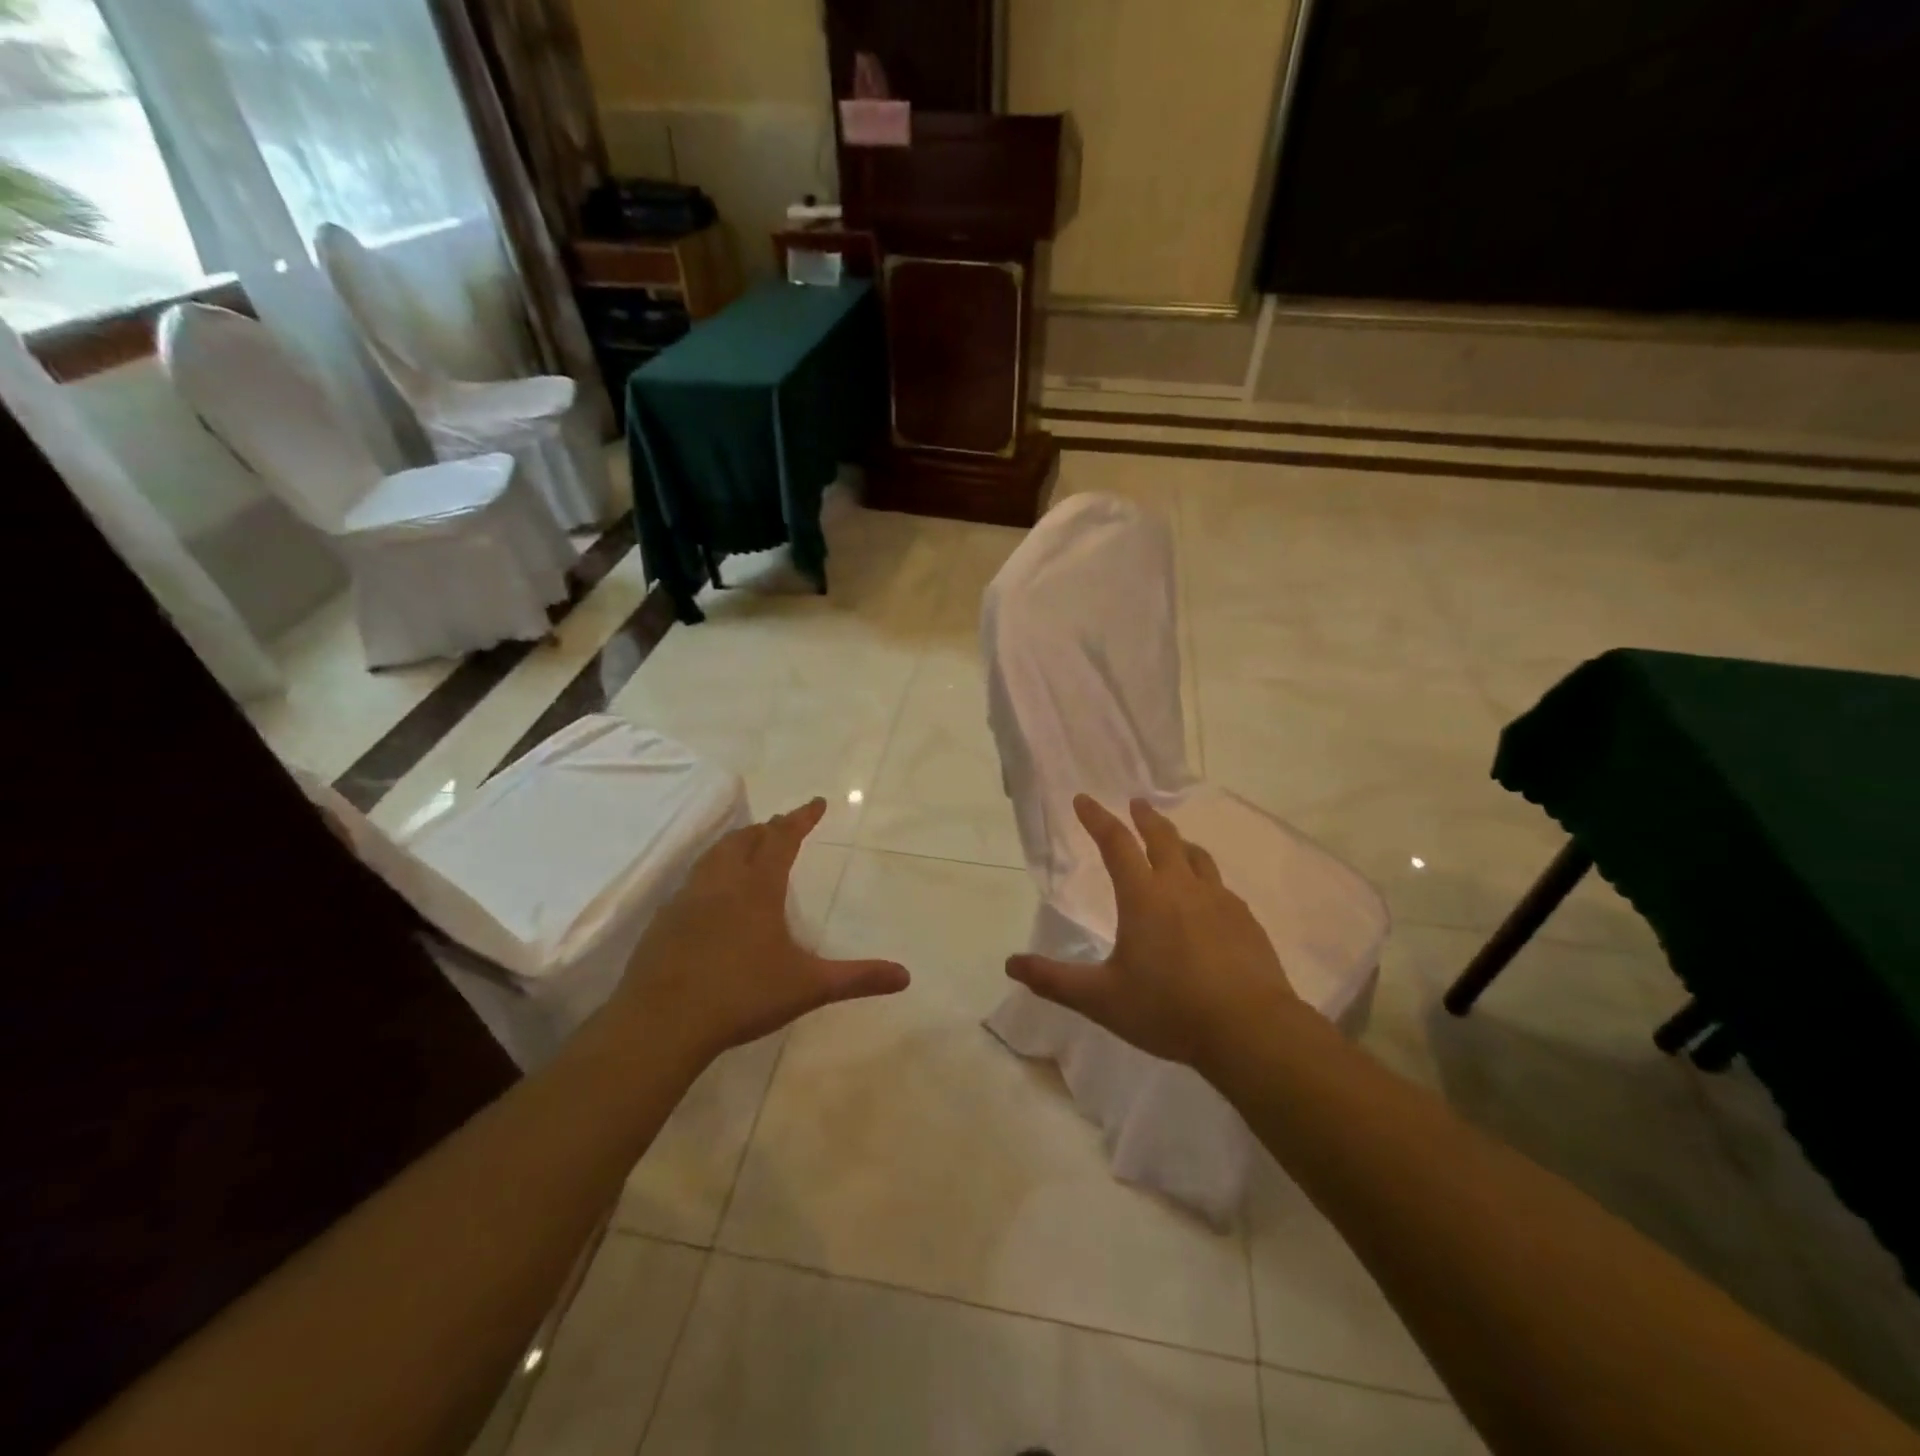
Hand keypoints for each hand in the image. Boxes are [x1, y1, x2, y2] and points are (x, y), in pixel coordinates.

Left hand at [611, 798, 909, 1065]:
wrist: (661, 1023)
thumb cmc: (742, 996)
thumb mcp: (808, 987)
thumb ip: (857, 978)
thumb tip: (905, 976)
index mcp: (758, 888)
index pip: (783, 838)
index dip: (801, 818)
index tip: (817, 802)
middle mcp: (722, 883)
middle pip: (745, 839)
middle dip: (768, 828)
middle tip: (783, 825)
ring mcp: (687, 900)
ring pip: (714, 855)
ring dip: (736, 843)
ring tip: (748, 847)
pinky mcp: (663, 921)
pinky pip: (693, 881)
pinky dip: (711, 872)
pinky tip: (712, 896)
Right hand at [1006, 795, 1299, 1068]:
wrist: (1250, 1029)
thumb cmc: (1168, 1008)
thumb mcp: (1102, 999)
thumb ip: (1055, 980)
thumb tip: (1010, 964)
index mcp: (1143, 897)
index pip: (1116, 844)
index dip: (1097, 819)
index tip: (1084, 799)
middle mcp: (1181, 888)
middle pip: (1163, 838)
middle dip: (1145, 818)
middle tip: (1136, 803)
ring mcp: (1219, 902)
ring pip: (1197, 858)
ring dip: (1180, 843)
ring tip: (1174, 842)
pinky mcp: (1246, 921)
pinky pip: (1221, 887)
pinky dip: (1205, 879)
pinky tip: (1207, 898)